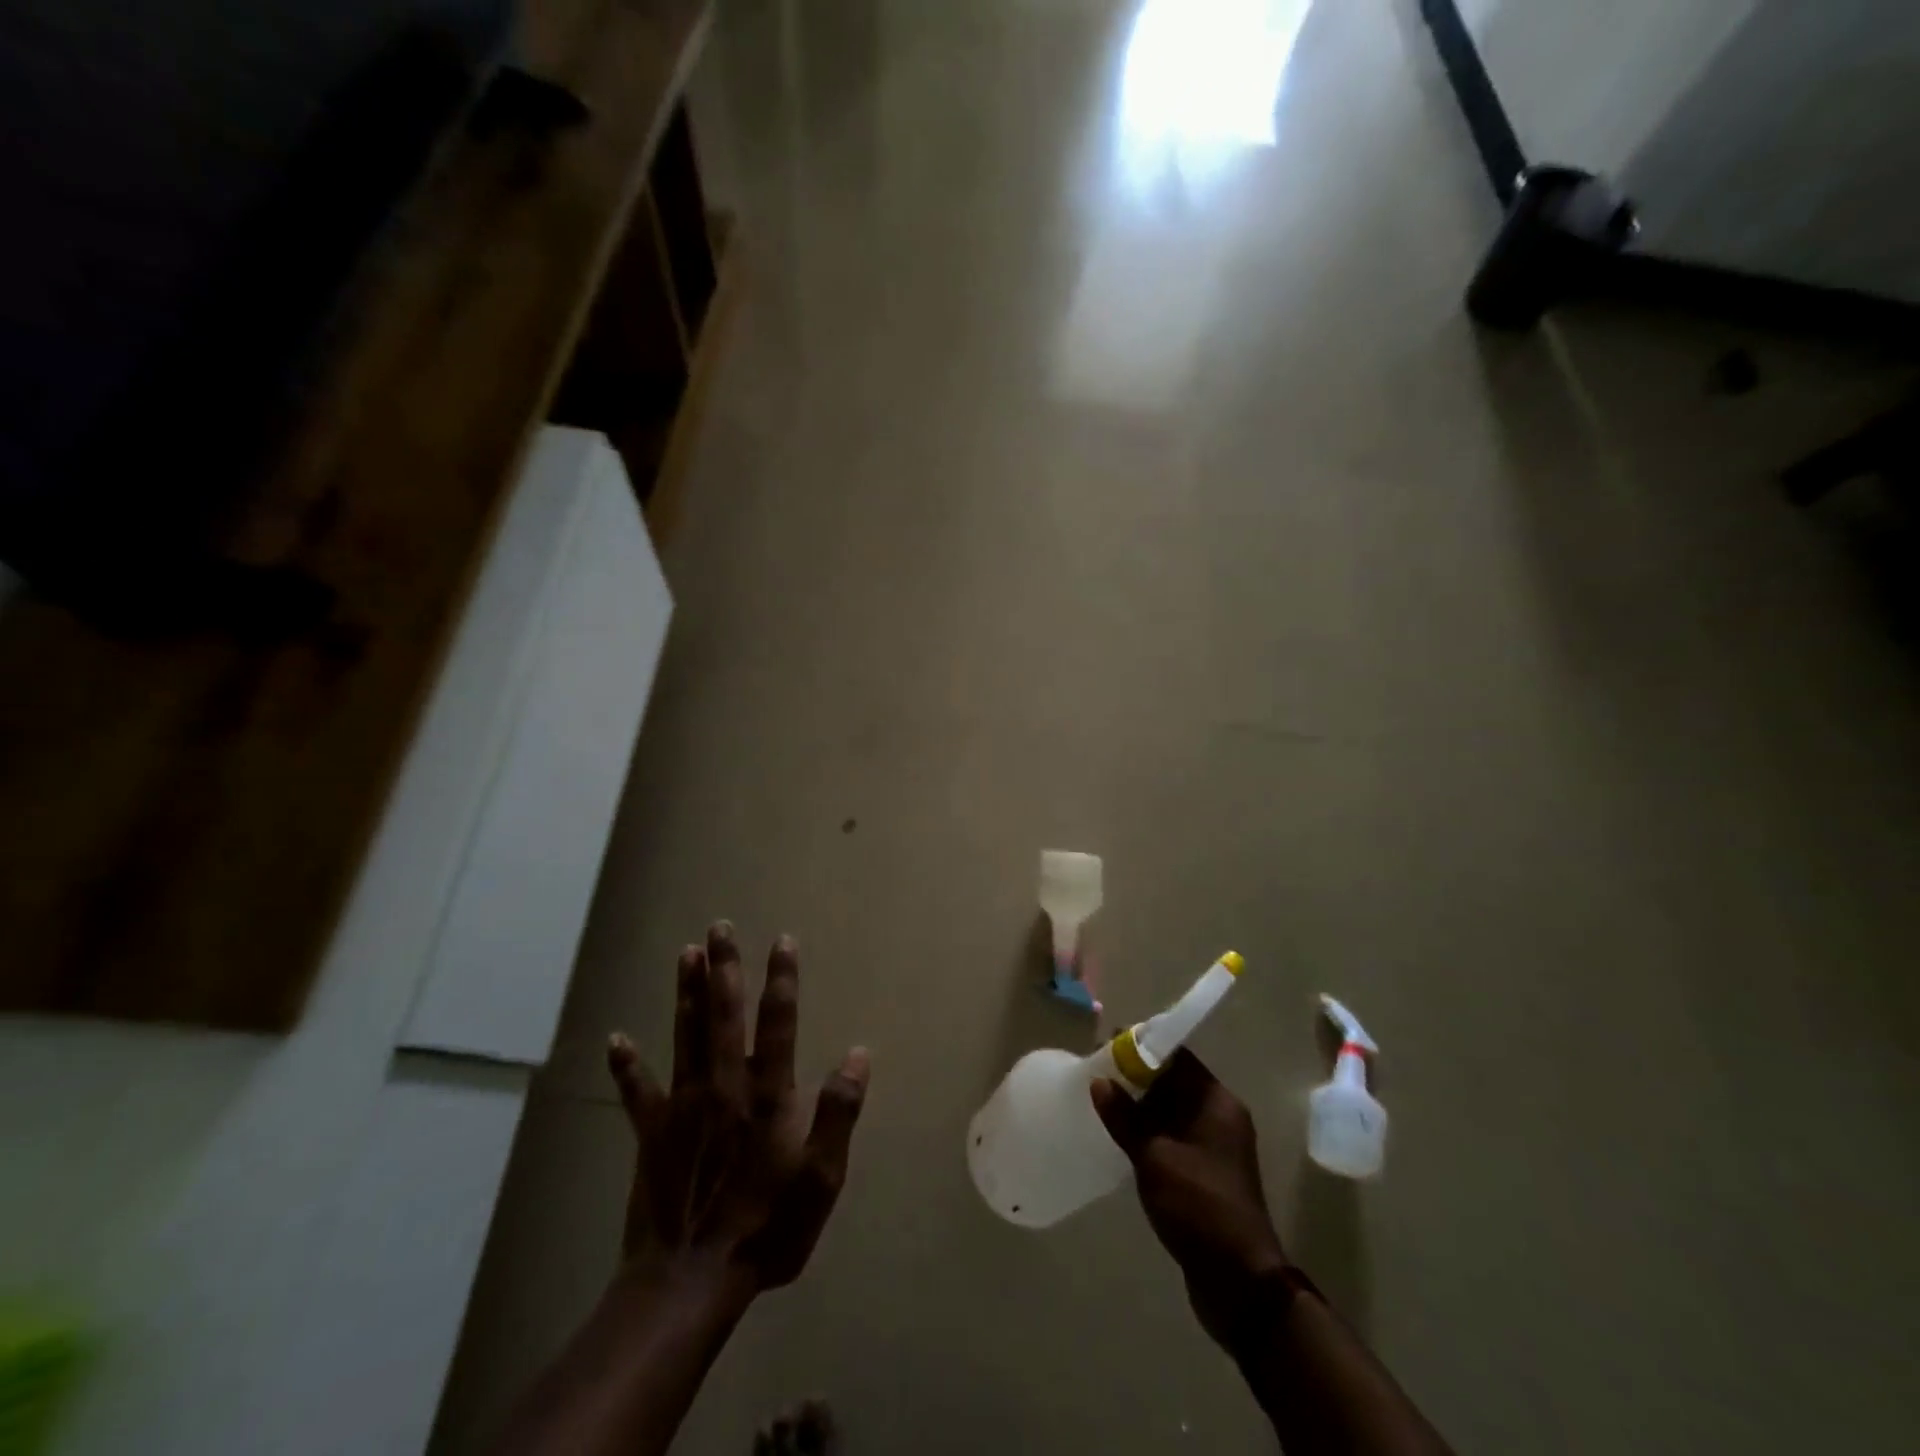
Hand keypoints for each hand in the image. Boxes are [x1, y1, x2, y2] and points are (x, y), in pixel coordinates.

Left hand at [607, 923, 869, 1302]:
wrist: (689, 1281)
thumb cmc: (766, 1228)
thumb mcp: (821, 1178)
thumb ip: (839, 1113)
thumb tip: (856, 1054)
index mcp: (767, 1095)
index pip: (778, 1022)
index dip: (782, 979)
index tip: (782, 940)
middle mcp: (724, 1086)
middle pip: (724, 1014)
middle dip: (724, 967)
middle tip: (719, 926)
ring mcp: (683, 1107)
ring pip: (685, 1035)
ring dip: (686, 993)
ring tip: (685, 953)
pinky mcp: (651, 1134)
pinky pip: (636, 1091)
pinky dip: (625, 1065)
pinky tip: (614, 1039)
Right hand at [1091, 1048, 1288, 1349]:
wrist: (1240, 1282)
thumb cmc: (1199, 1205)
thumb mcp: (1154, 1157)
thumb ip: (1125, 1117)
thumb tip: (1099, 1082)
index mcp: (1216, 1102)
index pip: (1177, 1056)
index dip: (1142, 1047)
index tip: (1106, 1044)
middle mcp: (1220, 1116)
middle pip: (1174, 1082)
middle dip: (1136, 1077)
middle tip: (1096, 1074)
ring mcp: (1216, 1147)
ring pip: (1172, 1111)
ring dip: (1141, 1107)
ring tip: (1101, 1102)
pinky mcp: (1208, 1174)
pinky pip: (1174, 1137)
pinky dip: (1150, 1133)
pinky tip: (1120, 1138)